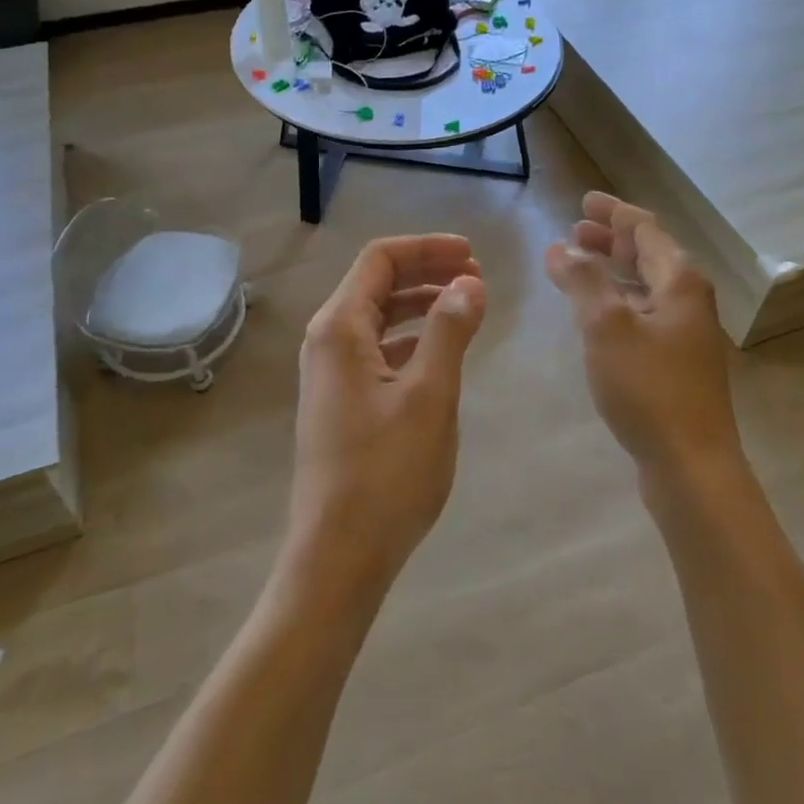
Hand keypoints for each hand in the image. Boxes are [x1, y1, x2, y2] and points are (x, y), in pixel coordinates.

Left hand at [287, 235, 486, 599]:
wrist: (339, 555)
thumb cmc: (386, 472)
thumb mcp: (429, 395)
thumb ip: (449, 331)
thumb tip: (470, 283)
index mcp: (339, 328)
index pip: (380, 259)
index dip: (427, 248)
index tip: (472, 255)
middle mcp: (327, 341)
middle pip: (377, 283)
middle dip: (426, 272)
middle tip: (476, 276)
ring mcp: (330, 373)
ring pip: (378, 317)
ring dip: (421, 304)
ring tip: (466, 307)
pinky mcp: (341, 400)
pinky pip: (377, 349)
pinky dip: (411, 338)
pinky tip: (441, 351)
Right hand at [544, 193, 741, 480]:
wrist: (691, 464)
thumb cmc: (649, 387)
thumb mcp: (607, 326)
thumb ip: (582, 281)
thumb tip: (560, 248)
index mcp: (679, 281)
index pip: (645, 230)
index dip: (614, 212)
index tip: (584, 202)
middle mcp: (688, 300)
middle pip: (649, 254)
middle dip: (611, 239)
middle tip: (575, 230)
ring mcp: (685, 333)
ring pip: (645, 285)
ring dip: (613, 269)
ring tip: (579, 264)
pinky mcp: (676, 363)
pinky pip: (643, 313)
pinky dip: (618, 300)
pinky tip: (596, 314)